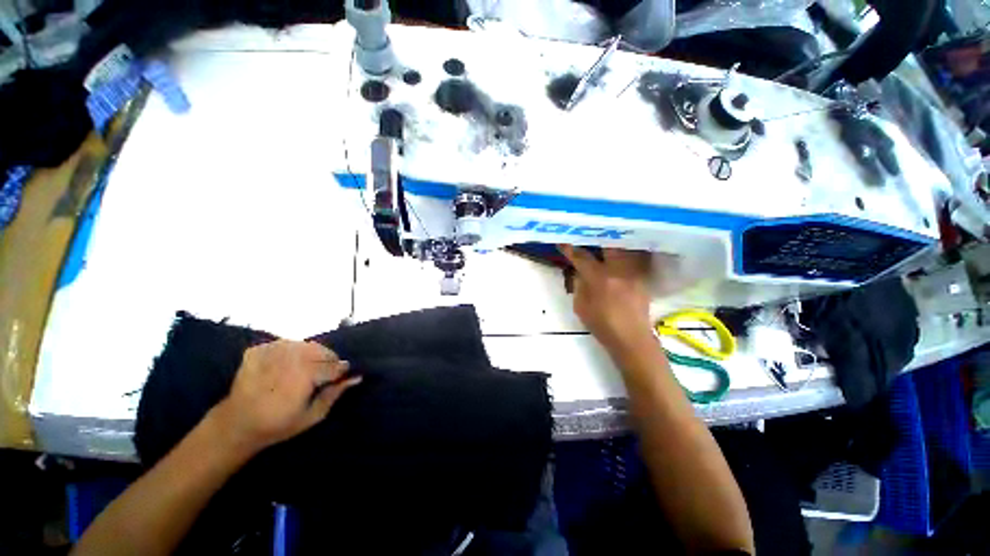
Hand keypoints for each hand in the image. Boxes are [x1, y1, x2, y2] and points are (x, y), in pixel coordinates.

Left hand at [211, 340, 360, 455]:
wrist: (241, 420)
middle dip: (326, 357)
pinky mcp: (257, 348)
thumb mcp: (312, 416)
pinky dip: (289, 352)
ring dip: (308, 352)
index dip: (340, 368)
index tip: (344, 373)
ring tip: (308, 367)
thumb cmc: (280, 425)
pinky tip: (286, 366)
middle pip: (316, 349)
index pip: (331, 364)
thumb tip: (354, 378)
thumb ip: (333, 395)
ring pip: (299, 344)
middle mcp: (289, 356)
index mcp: (304, 374)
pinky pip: (280, 344)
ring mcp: (270, 349)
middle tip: (327, 371)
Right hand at [560, 246, 654, 351]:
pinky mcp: (642, 277)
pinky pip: (634, 260)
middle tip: (590, 238)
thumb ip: (579, 287)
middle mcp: (617, 270)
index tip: (562, 241)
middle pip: (607, 244)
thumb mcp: (582, 309)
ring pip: (623, 249)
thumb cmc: (603, 327)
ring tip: (606, 244)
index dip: (570, 248)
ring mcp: (632, 272)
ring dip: (613, 246)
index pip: (581, 257)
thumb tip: (579, 272)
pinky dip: (626, 256)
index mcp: (599, 278)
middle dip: (597, 239)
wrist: (631, 338)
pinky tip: (621, 259)